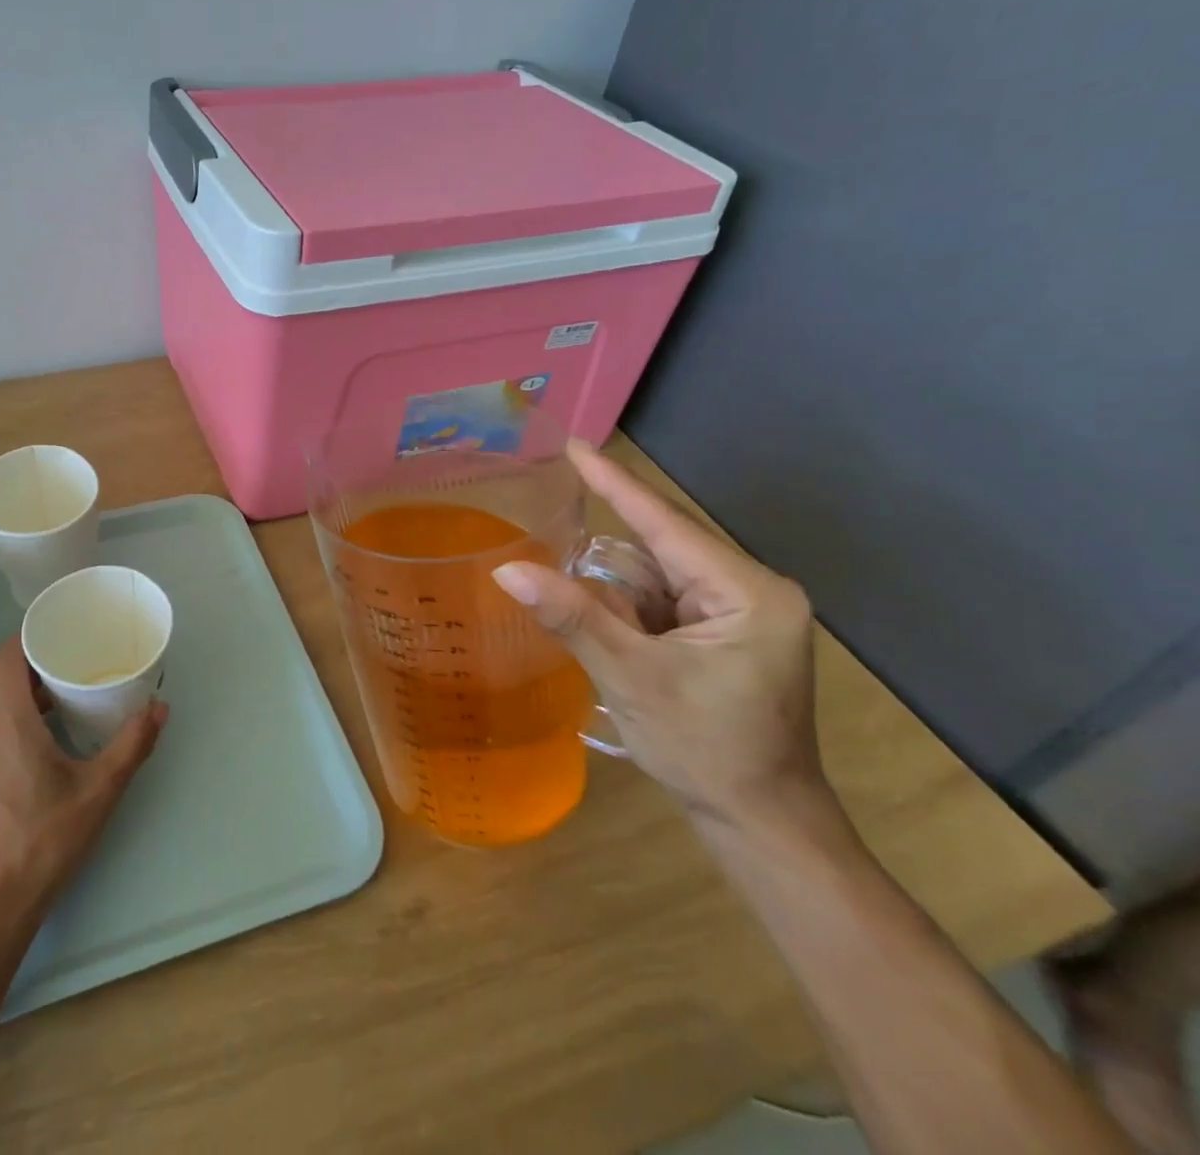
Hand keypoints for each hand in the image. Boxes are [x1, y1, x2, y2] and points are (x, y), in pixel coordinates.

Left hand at [0, 636, 167, 925]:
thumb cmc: (44, 842)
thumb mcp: (100, 791)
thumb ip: (132, 745)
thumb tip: (160, 706)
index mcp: (9, 724)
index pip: (6, 658)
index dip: (28, 635)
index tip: (59, 629)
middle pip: (7, 683)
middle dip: (42, 669)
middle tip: (79, 667)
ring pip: (2, 712)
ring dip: (32, 701)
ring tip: (70, 706)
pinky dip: (20, 727)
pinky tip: (48, 750)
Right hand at [491, 440, 822, 830]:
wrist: (762, 824)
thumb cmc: (706, 751)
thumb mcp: (631, 678)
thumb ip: (573, 617)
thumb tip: (507, 570)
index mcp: (746, 592)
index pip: (665, 523)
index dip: (615, 483)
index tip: (574, 444)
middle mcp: (750, 591)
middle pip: (660, 549)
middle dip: (609, 547)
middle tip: (552, 512)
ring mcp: (740, 614)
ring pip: (657, 577)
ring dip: (616, 589)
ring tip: (576, 587)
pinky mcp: (725, 634)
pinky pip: (663, 601)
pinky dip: (627, 609)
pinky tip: (603, 624)